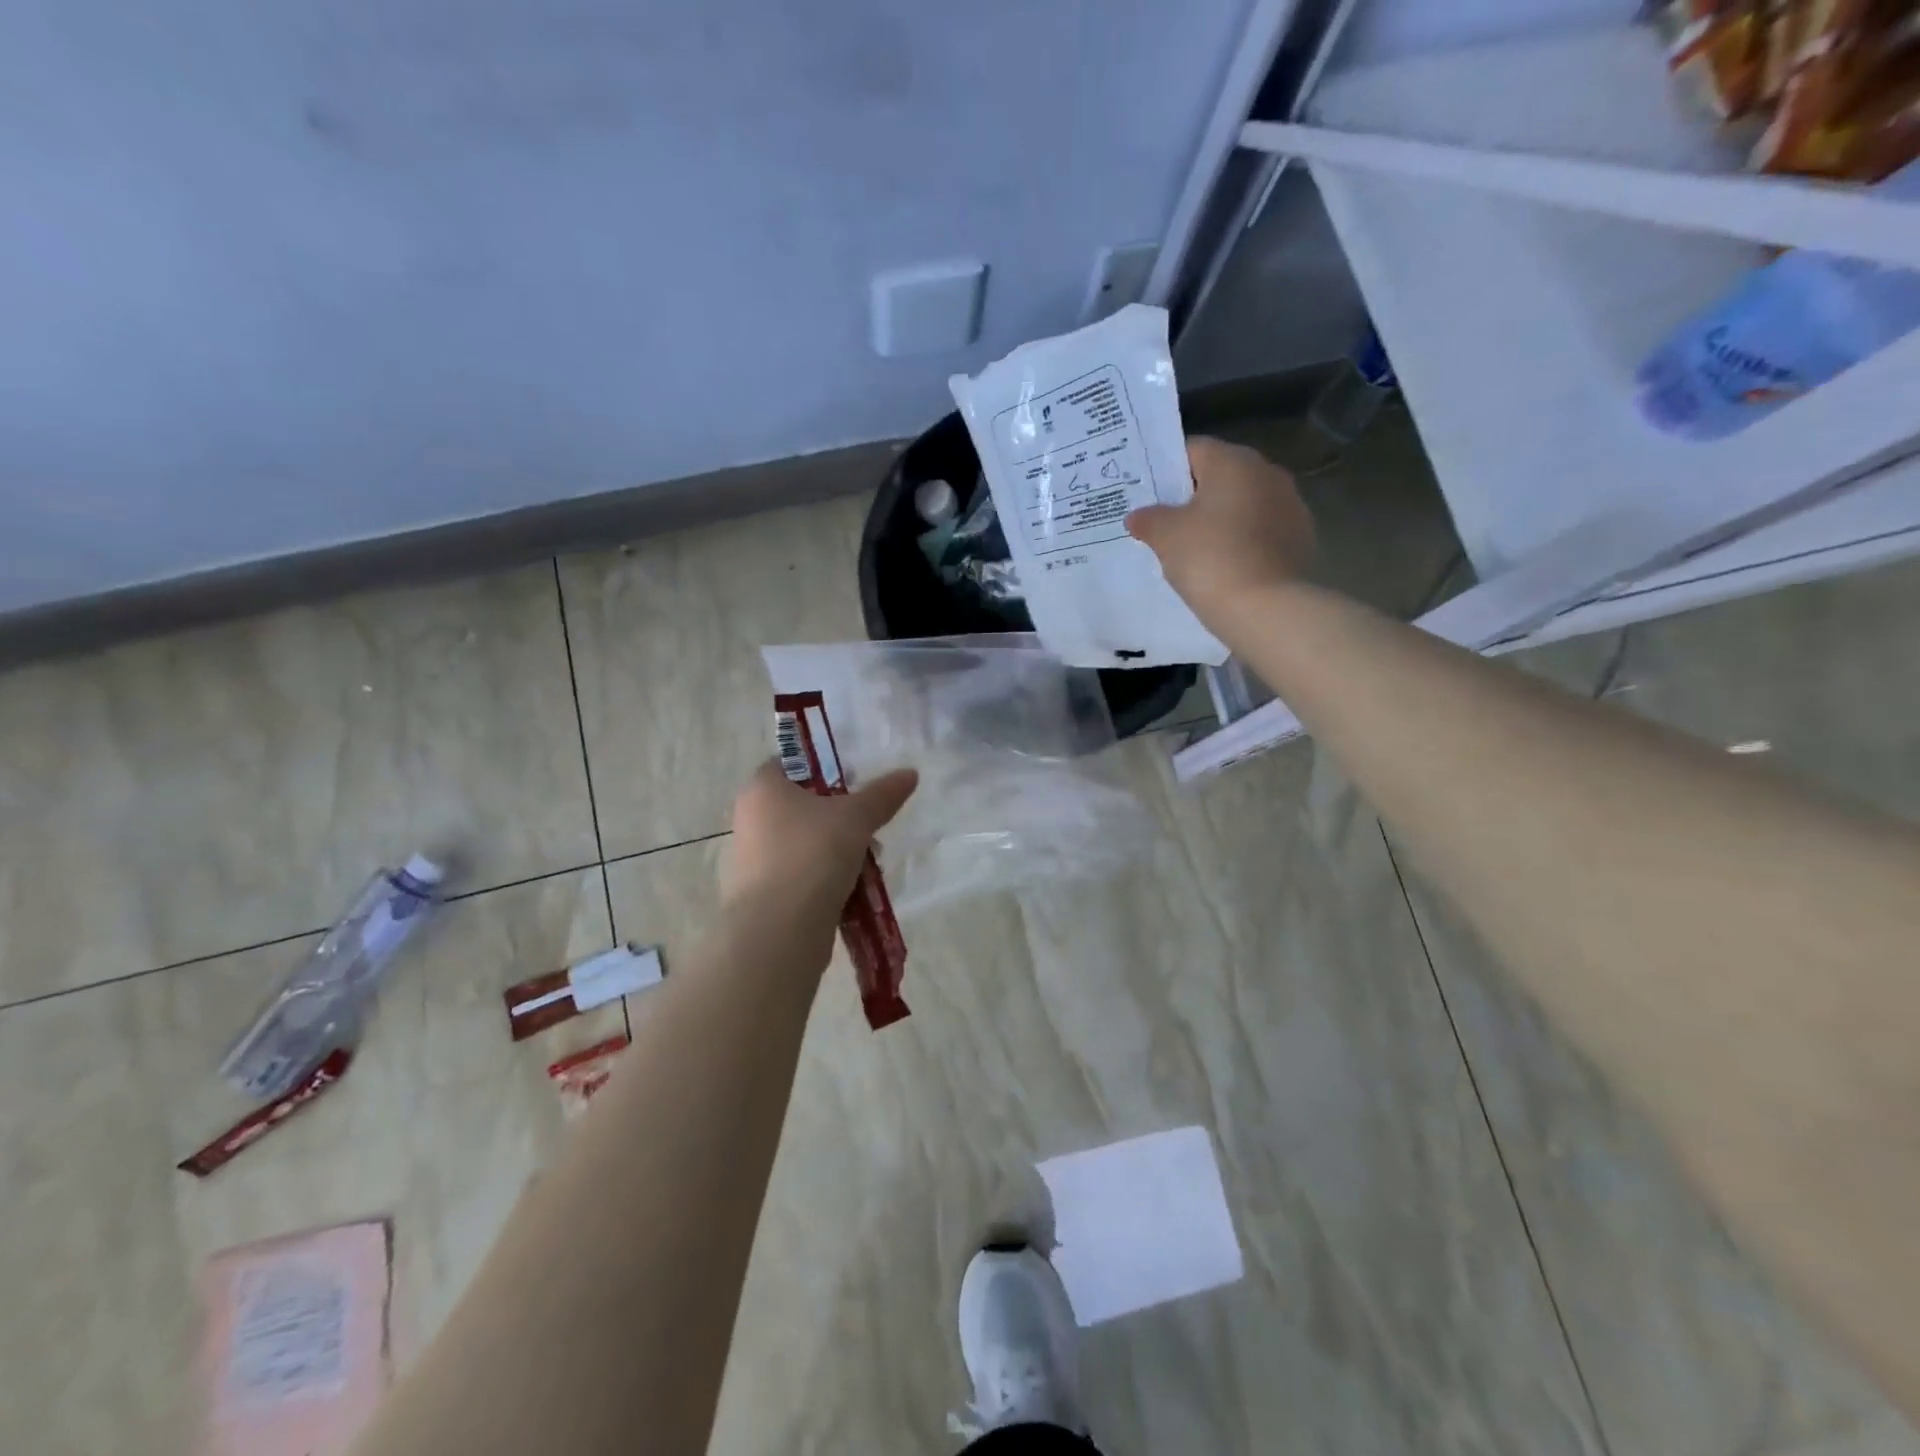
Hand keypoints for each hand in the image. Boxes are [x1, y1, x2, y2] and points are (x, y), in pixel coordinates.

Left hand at [722, 761, 918, 918]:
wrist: (780, 928)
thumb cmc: (813, 853)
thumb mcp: (856, 817)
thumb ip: (883, 794)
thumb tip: (910, 773)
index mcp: (762, 788)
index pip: (789, 763)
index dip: (822, 768)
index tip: (854, 781)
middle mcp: (750, 819)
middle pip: (801, 806)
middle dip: (839, 816)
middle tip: (869, 825)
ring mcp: (752, 859)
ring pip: (804, 843)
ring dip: (837, 850)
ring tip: (869, 862)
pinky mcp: (761, 894)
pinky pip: (800, 874)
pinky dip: (824, 878)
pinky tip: (853, 889)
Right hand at [1126, 437, 1316, 626]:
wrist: (1269, 610)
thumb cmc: (1211, 559)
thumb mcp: (1166, 537)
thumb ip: (1149, 519)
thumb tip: (1138, 515)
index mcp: (1234, 462)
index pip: (1193, 450)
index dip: (1165, 470)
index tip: (1146, 495)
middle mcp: (1267, 473)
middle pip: (1220, 477)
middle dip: (1191, 497)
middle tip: (1162, 524)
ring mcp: (1290, 506)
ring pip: (1241, 505)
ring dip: (1218, 521)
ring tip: (1190, 550)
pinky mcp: (1299, 539)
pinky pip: (1258, 532)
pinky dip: (1239, 542)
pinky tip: (1220, 567)